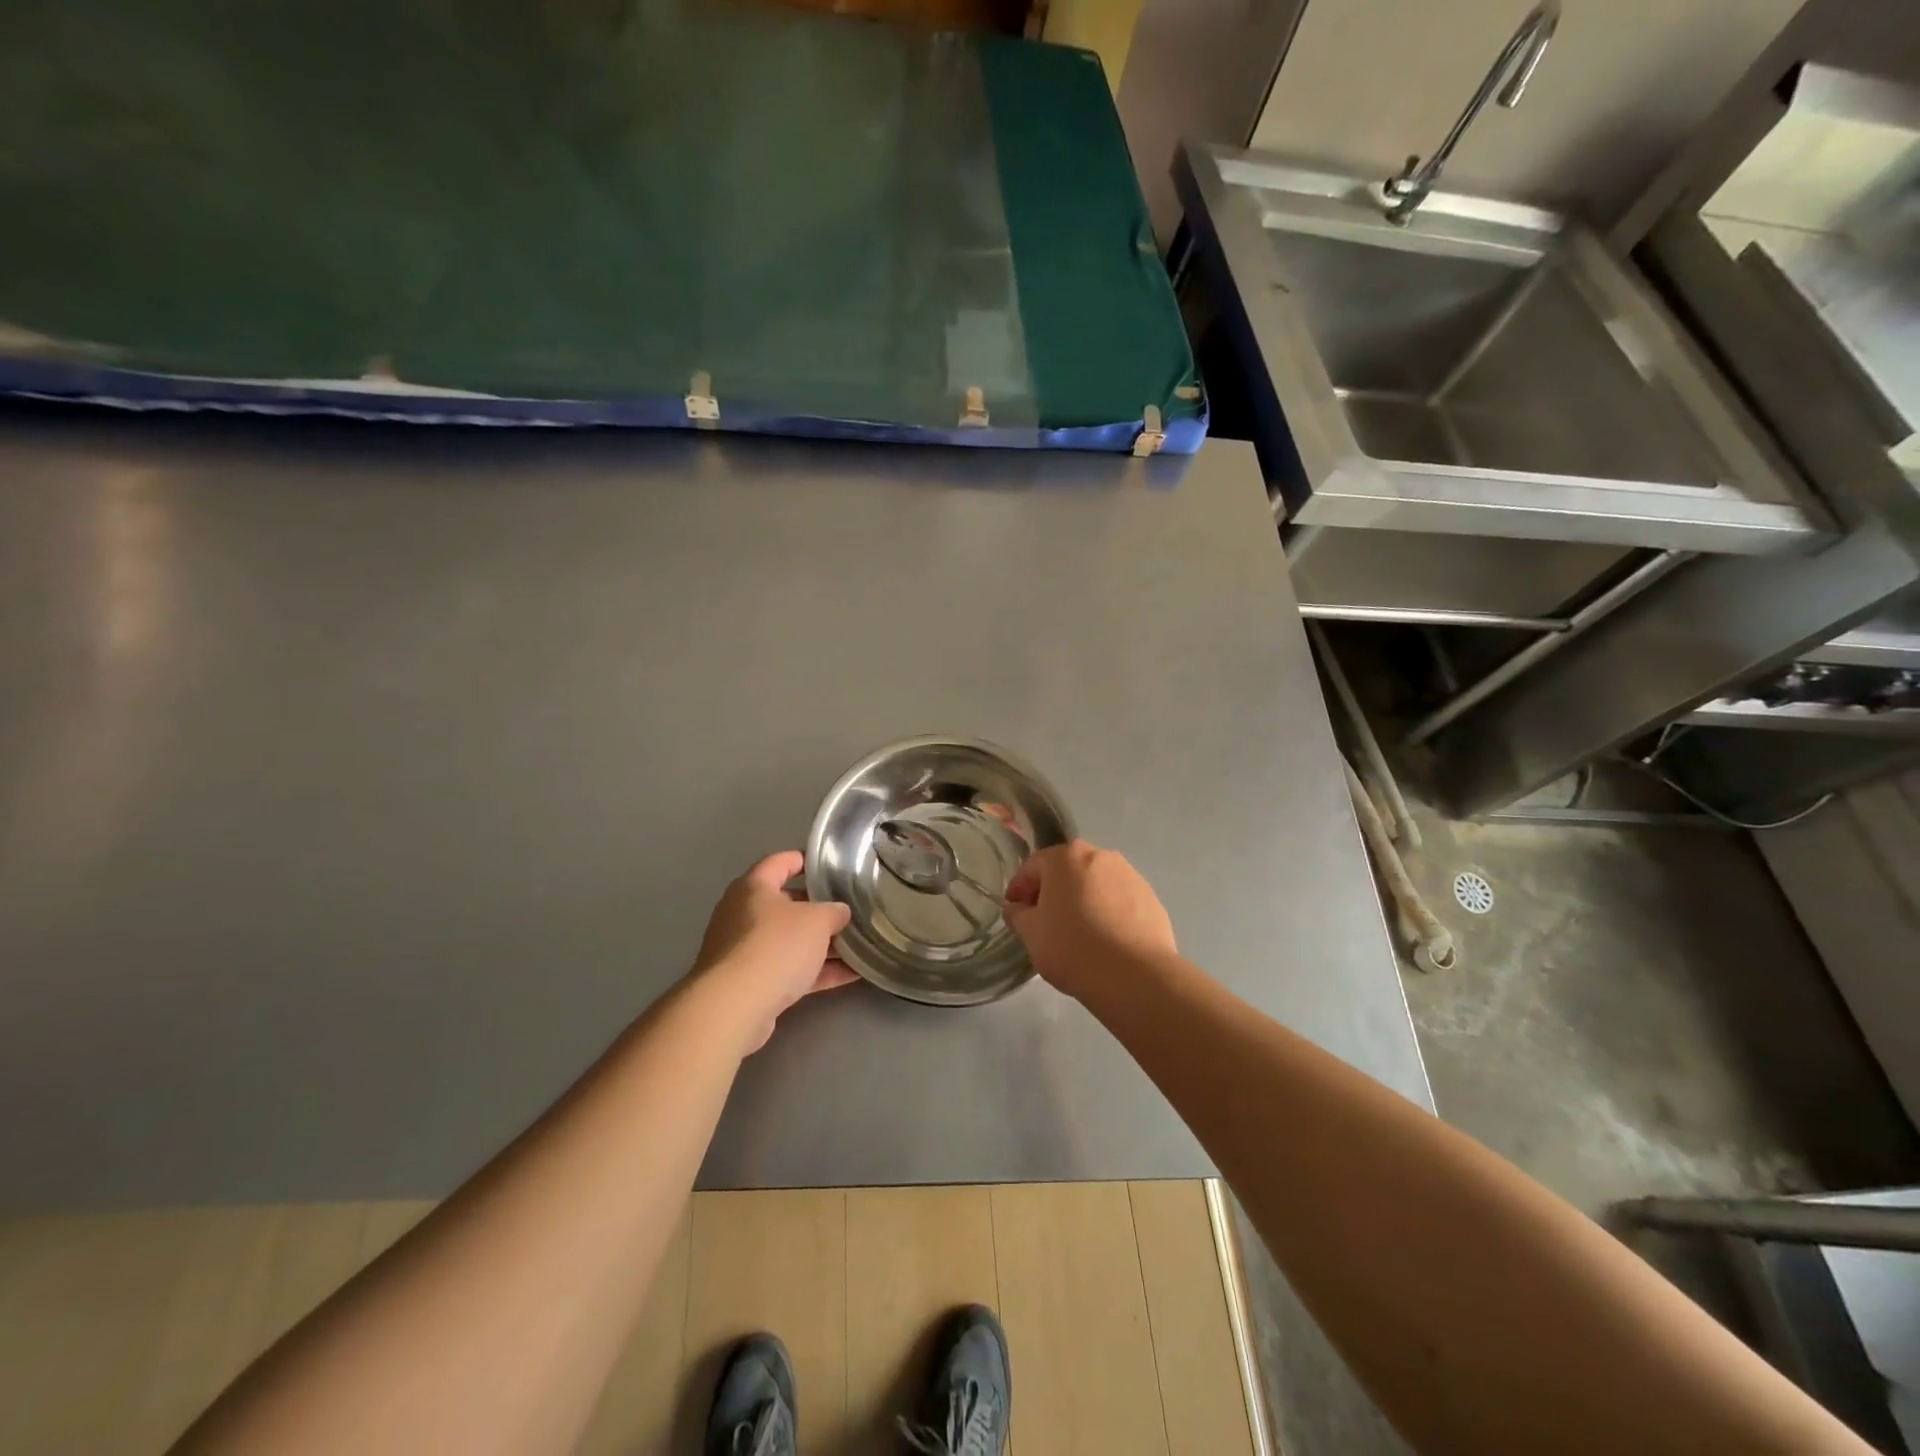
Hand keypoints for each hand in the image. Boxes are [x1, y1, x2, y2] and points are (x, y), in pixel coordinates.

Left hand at [692, 851, 855, 1054]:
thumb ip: (833, 911)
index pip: (780, 862)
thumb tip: (840, 912)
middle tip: (849, 910)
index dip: (805, 860)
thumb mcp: (816, 920)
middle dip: (819, 910)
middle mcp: (743, 914)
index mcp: (754, 887)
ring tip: (857, 945)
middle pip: (786, 905)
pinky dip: (816, 972)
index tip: (830, 865)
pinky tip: (851, 975)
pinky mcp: (749, 984)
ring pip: (789, 941)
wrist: (734, 1007)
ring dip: (821, 945)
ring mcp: (743, 951)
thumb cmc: (775, 946)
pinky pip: (789, 970)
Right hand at [1003, 840, 1175, 1000]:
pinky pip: (1119, 901)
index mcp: (1066, 857)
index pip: (1033, 867)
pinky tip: (1105, 940)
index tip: (1014, 911)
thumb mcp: (1032, 934)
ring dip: (1083, 900)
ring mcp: (1130, 875)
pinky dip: (1108, 912)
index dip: (1019, 889)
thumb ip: (1018, 915)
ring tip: (1078, 932)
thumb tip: (1017, 908)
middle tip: (1044, 921)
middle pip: (1067, 870)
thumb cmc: (1072, 947)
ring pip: (1096, 884)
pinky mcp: (1150, 898)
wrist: (1134, 975)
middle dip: (1053, 891)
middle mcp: (1100, 856)